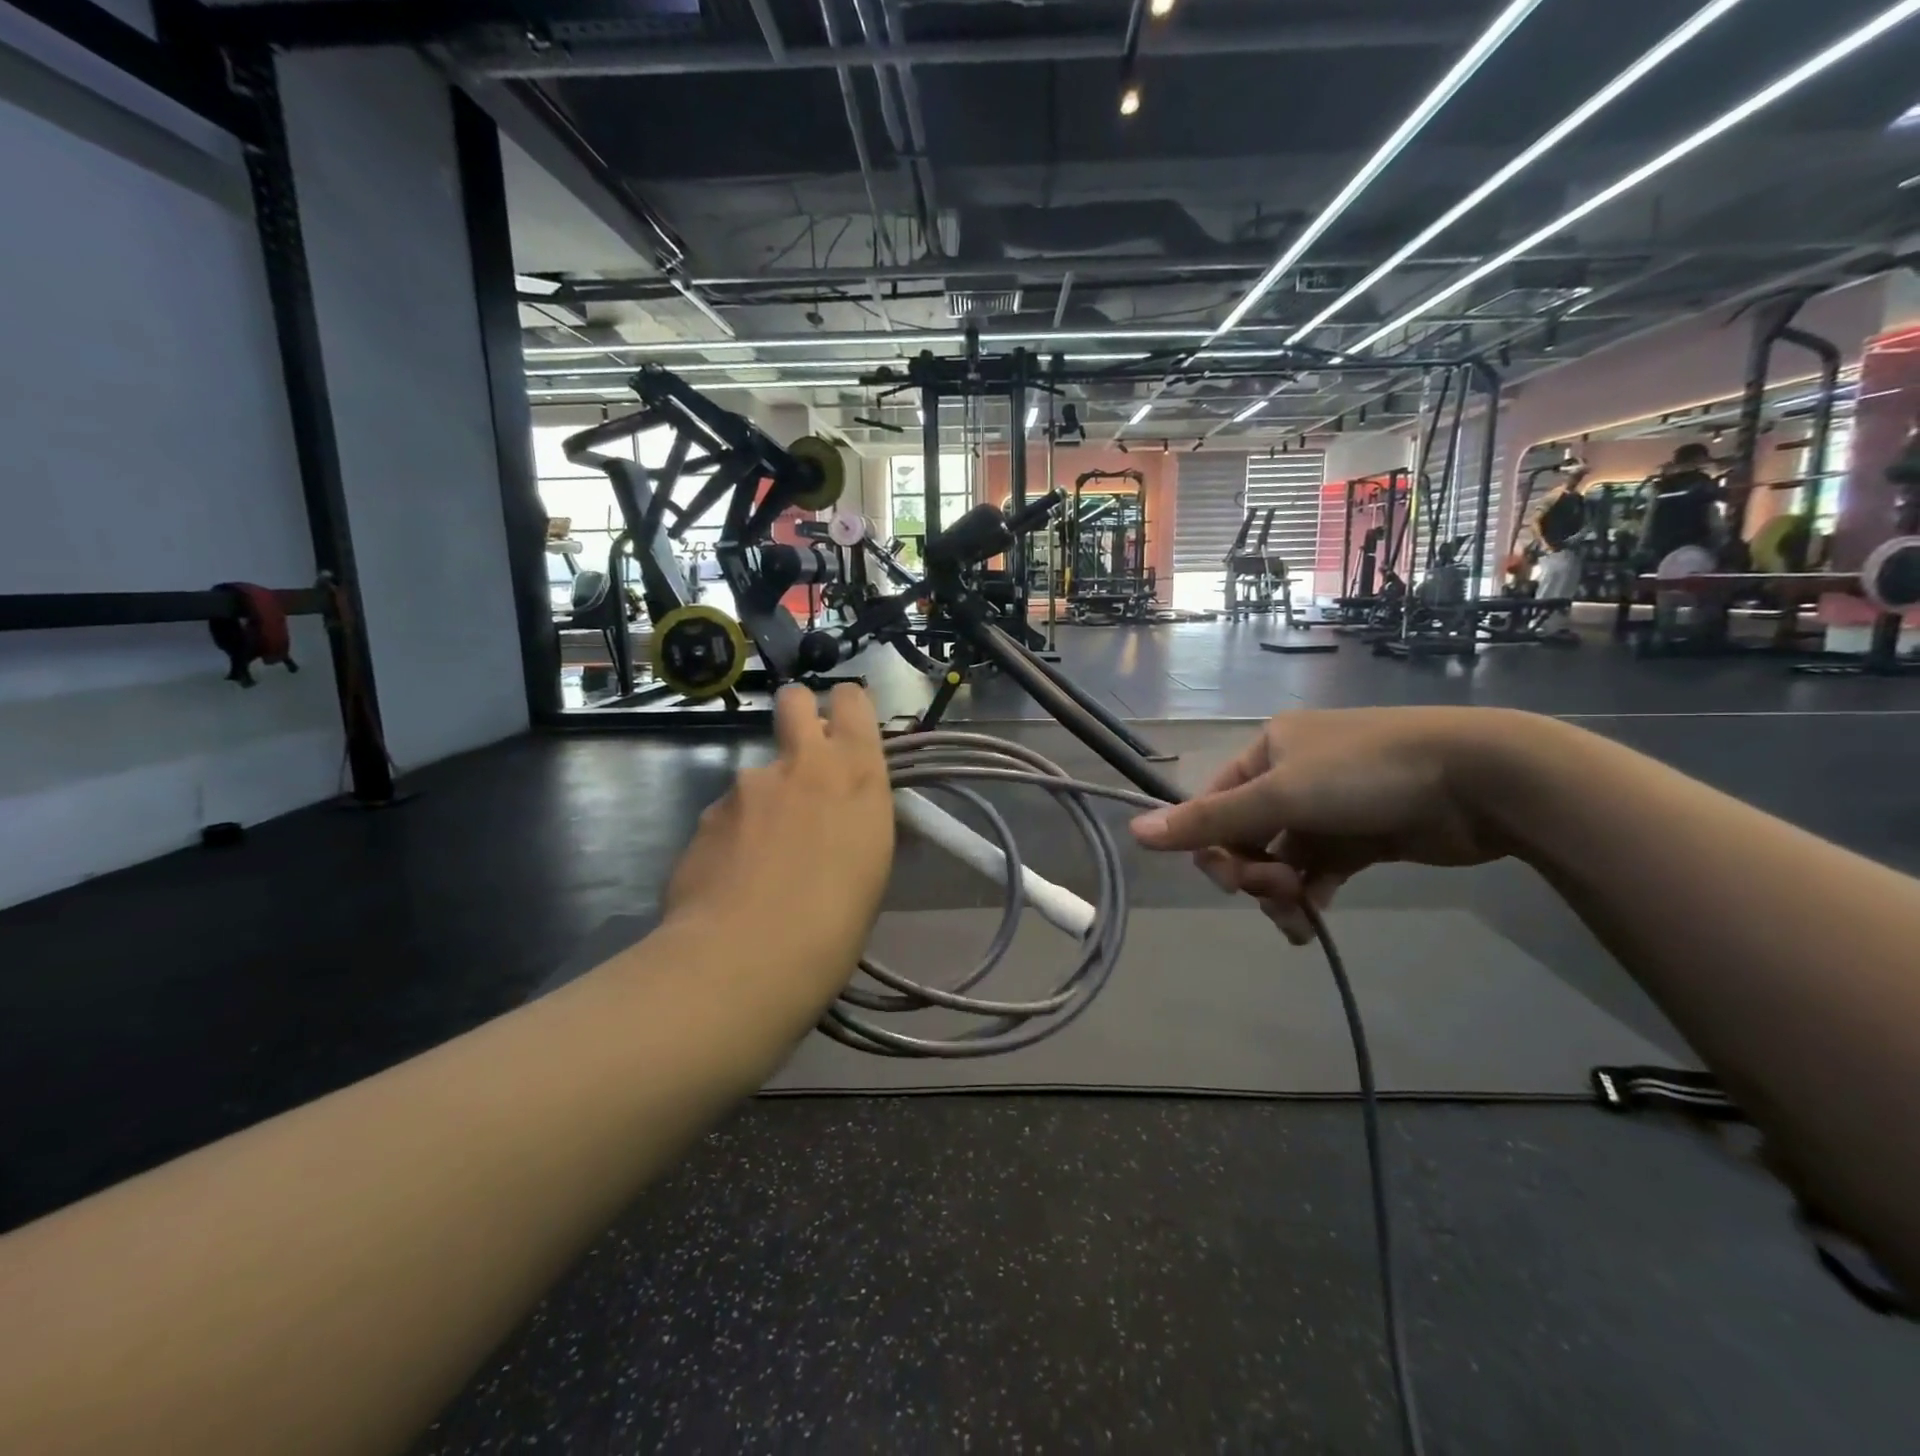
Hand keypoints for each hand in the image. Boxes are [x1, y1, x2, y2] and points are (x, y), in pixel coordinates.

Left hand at [663, 684, 893, 1001]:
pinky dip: (733, 836)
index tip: (847, 733)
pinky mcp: (706, 814)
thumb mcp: (871, 868)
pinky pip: (728, 814)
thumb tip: (846, 817)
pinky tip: (733, 880)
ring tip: (763, 861)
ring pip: (759, 774)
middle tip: (803, 761)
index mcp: (856, 775)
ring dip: (764, 800)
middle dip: (799, 714)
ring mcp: (747, 786)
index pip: (853, 701)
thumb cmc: (834, 925)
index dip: (848, 708)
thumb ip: (856, 822)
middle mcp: (802, 765)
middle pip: (794, 700)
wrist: (744, 961)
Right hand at [1128, 707, 1525, 943]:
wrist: (1480, 778)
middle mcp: (1293, 774)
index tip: (1232, 880)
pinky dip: (1311, 895)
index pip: (1214, 804)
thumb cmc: (1365, 773)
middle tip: (1276, 892)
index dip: (1213, 846)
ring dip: (1281, 891)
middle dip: (1253, 871)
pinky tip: (1315, 919)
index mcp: (1267, 751)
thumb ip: (1207, 821)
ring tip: (1300, 916)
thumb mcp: (1278, 795)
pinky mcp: (1364, 836)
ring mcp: (1330, 806)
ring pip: (1282, 857)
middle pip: (1247, 834)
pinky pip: (1318, 869)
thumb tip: (1134, 832)